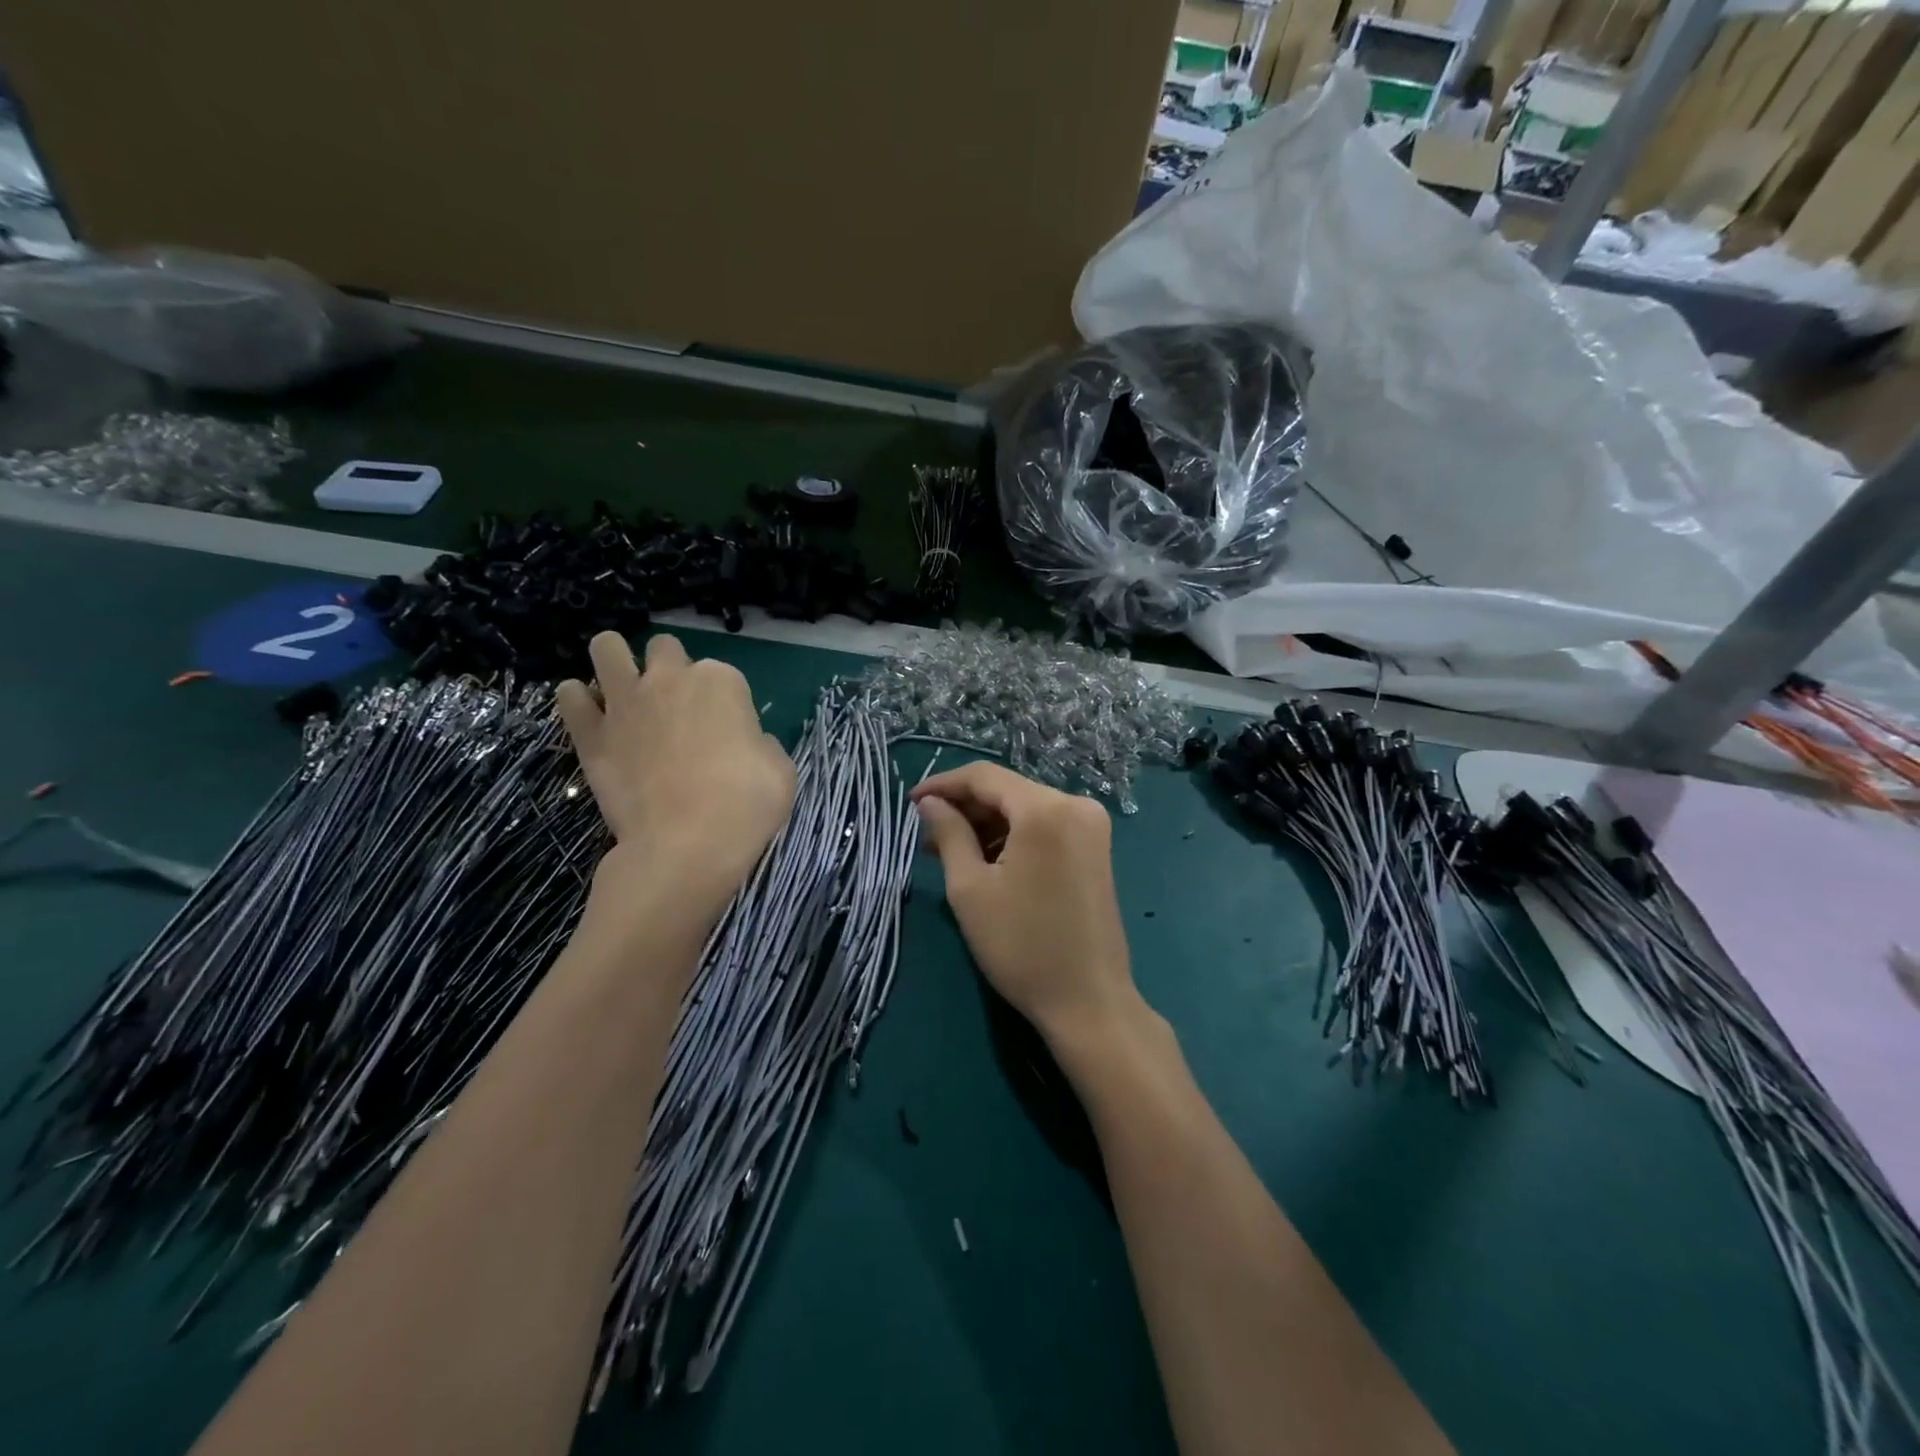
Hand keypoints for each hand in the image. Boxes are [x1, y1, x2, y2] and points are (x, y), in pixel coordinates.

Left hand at [558, 632, 795, 916]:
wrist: (686, 845)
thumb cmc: (745, 806)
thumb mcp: (781, 770)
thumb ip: (760, 743)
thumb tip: (743, 744)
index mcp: (722, 682)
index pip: (722, 673)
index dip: (723, 701)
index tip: (725, 731)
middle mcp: (670, 679)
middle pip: (664, 648)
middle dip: (668, 668)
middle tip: (675, 706)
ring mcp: (625, 702)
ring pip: (607, 648)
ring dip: (615, 661)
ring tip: (623, 692)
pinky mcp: (589, 733)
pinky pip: (569, 696)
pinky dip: (578, 700)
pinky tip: (590, 715)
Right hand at [912, 762, 1141, 1045]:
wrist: (1088, 1001)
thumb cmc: (1021, 946)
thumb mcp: (971, 889)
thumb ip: (949, 834)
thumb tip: (930, 803)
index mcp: (1046, 809)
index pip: (985, 776)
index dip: (943, 784)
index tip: (910, 803)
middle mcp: (1076, 806)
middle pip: (1008, 790)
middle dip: (965, 808)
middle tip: (926, 835)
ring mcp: (1091, 827)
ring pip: (1025, 809)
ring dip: (987, 824)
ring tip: (949, 852)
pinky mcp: (1096, 849)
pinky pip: (1045, 827)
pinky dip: (1014, 837)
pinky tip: (987, 860)